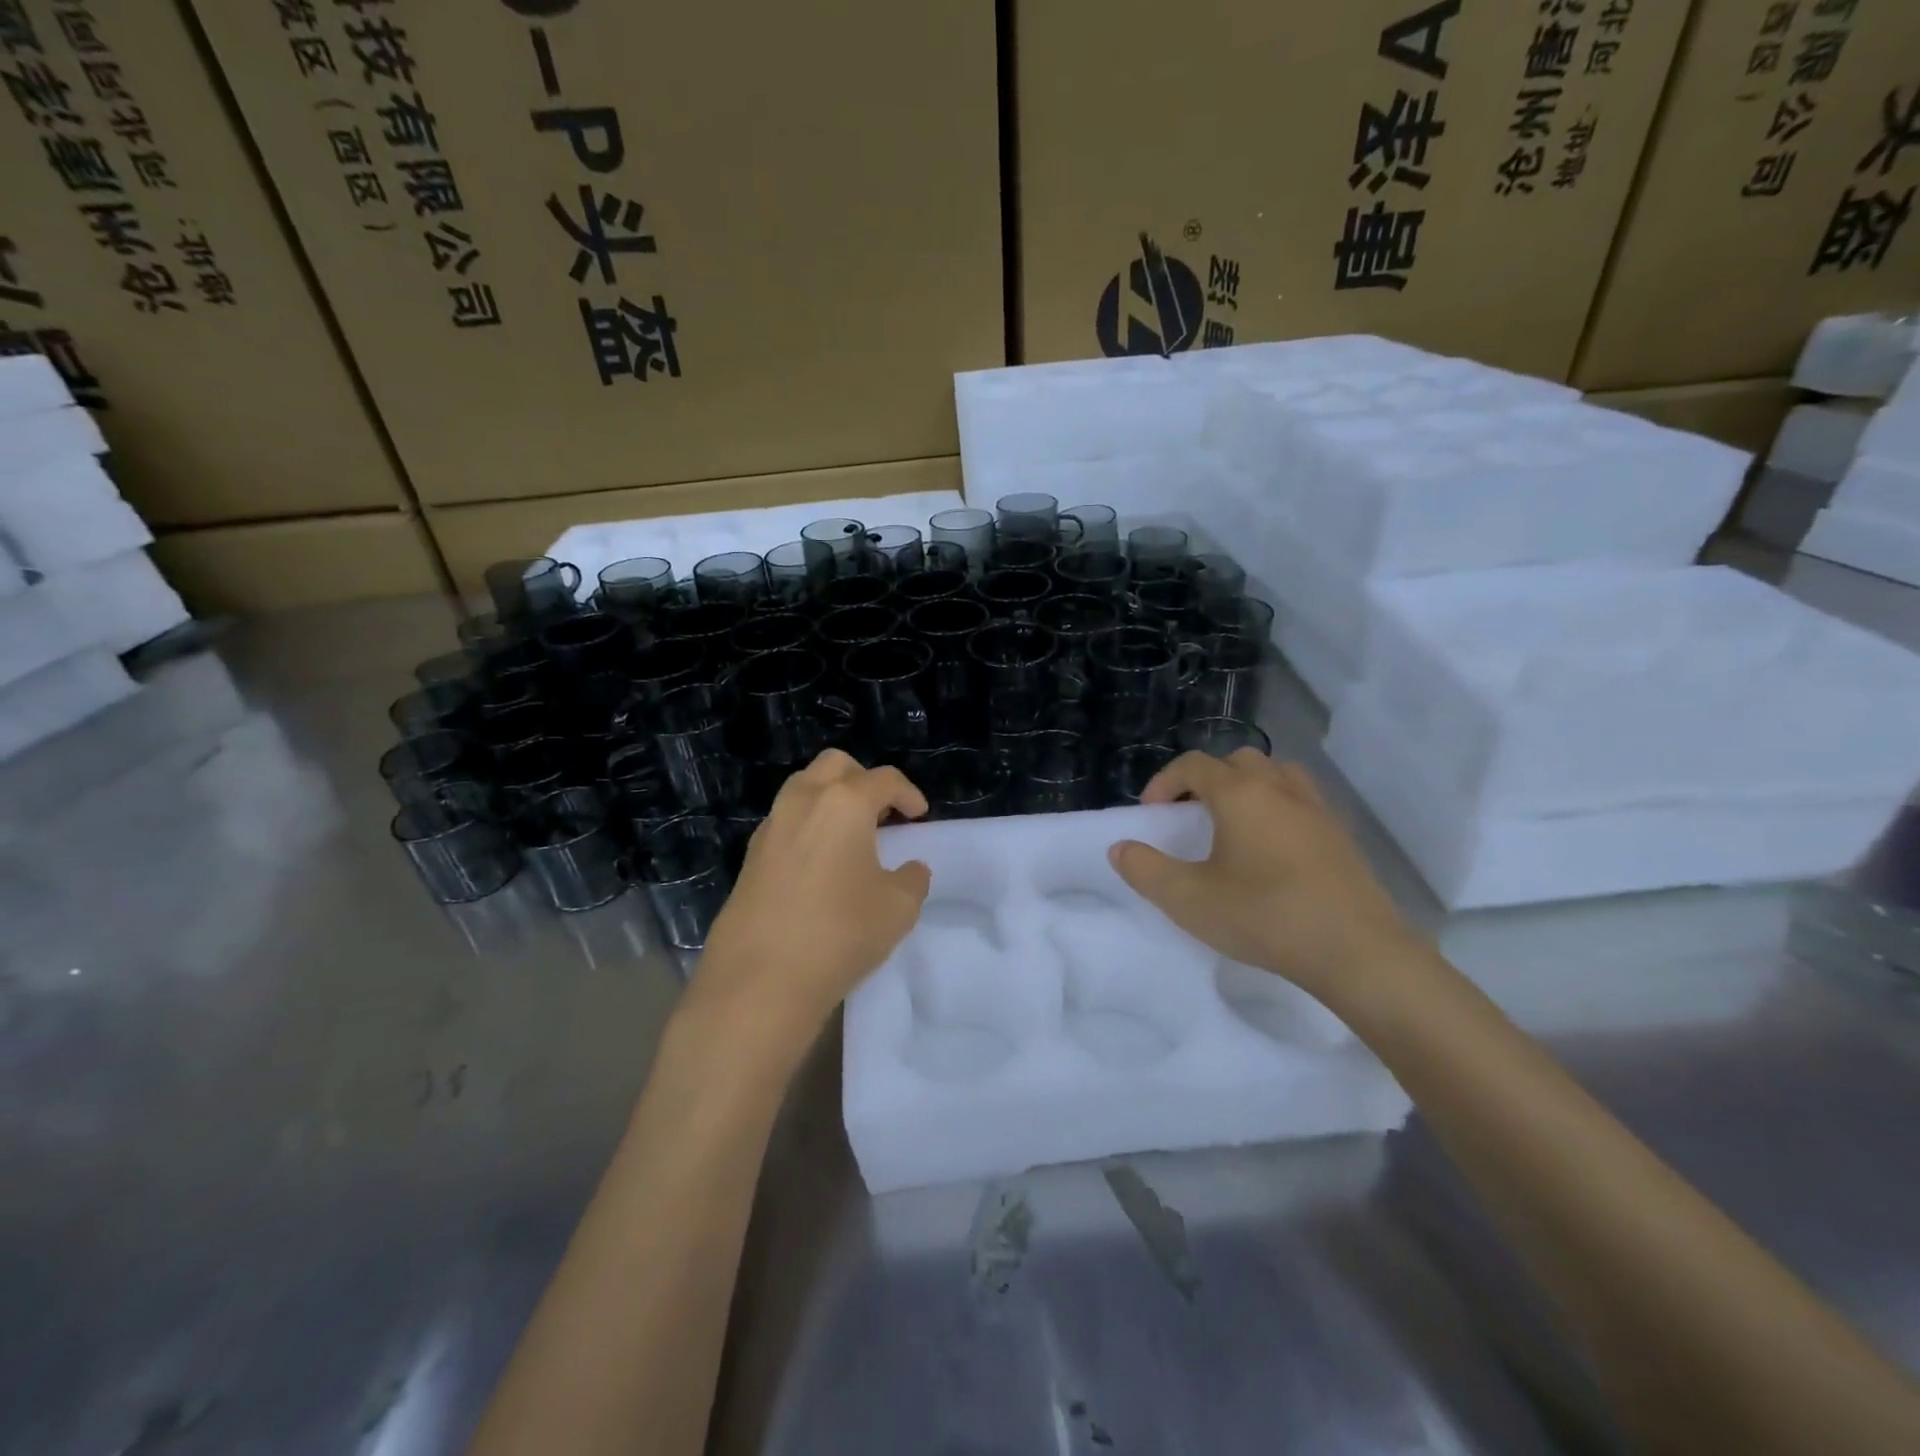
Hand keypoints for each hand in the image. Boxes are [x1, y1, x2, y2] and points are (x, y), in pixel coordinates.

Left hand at [688, 750, 930, 1046]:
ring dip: (830, 799)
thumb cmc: (840, 933)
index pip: (883, 779)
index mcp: (843, 803)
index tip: (919, 816)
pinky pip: (785, 822)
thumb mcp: (898, 908)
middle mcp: (803, 802)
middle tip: (881, 812)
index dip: (908, 793)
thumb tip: (909, 869)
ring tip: (850, 836)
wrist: (760, 980)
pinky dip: (808, 826)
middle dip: (863, 780)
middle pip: (834, 766)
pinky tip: (820, 864)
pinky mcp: (750, 856)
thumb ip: (912, 879)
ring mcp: (770, 827)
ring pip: (803, 788)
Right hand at [1109, 750, 1420, 1003]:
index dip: (1164, 782)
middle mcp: (1279, 788)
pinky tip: (1272, 849)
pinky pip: (1301, 800)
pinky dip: (1277, 807)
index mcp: (1240, 794)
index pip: (1194, 765)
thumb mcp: (1189, 900)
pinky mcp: (1340, 835)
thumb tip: (1120, 848)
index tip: (1151, 814)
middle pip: (1237, 760)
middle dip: (1206, 779)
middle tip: (1191, 815)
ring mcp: (1316, 809)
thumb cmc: (1265, 917)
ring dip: (1247, 787)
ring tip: (1233, 824)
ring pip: (1276, 774)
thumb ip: (1146, 870)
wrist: (1357, 951)